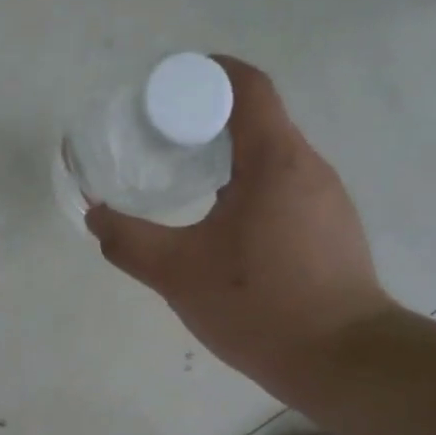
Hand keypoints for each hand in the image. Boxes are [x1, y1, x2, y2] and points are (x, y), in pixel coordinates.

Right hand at [84, 56, 398, 403]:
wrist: (341, 361)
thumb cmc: (259, 305)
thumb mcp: (177, 273)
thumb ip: (128, 241)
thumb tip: (94, 216)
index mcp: (275, 160)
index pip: (246, 85)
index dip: (205, 73)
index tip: (165, 90)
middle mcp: (309, 167)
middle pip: (257, 118)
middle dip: (206, 119)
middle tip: (160, 141)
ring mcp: (327, 199)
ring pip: (271, 156)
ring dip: (228, 156)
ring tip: (186, 181)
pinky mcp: (332, 229)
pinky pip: (284, 187)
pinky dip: (248, 187)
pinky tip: (223, 226)